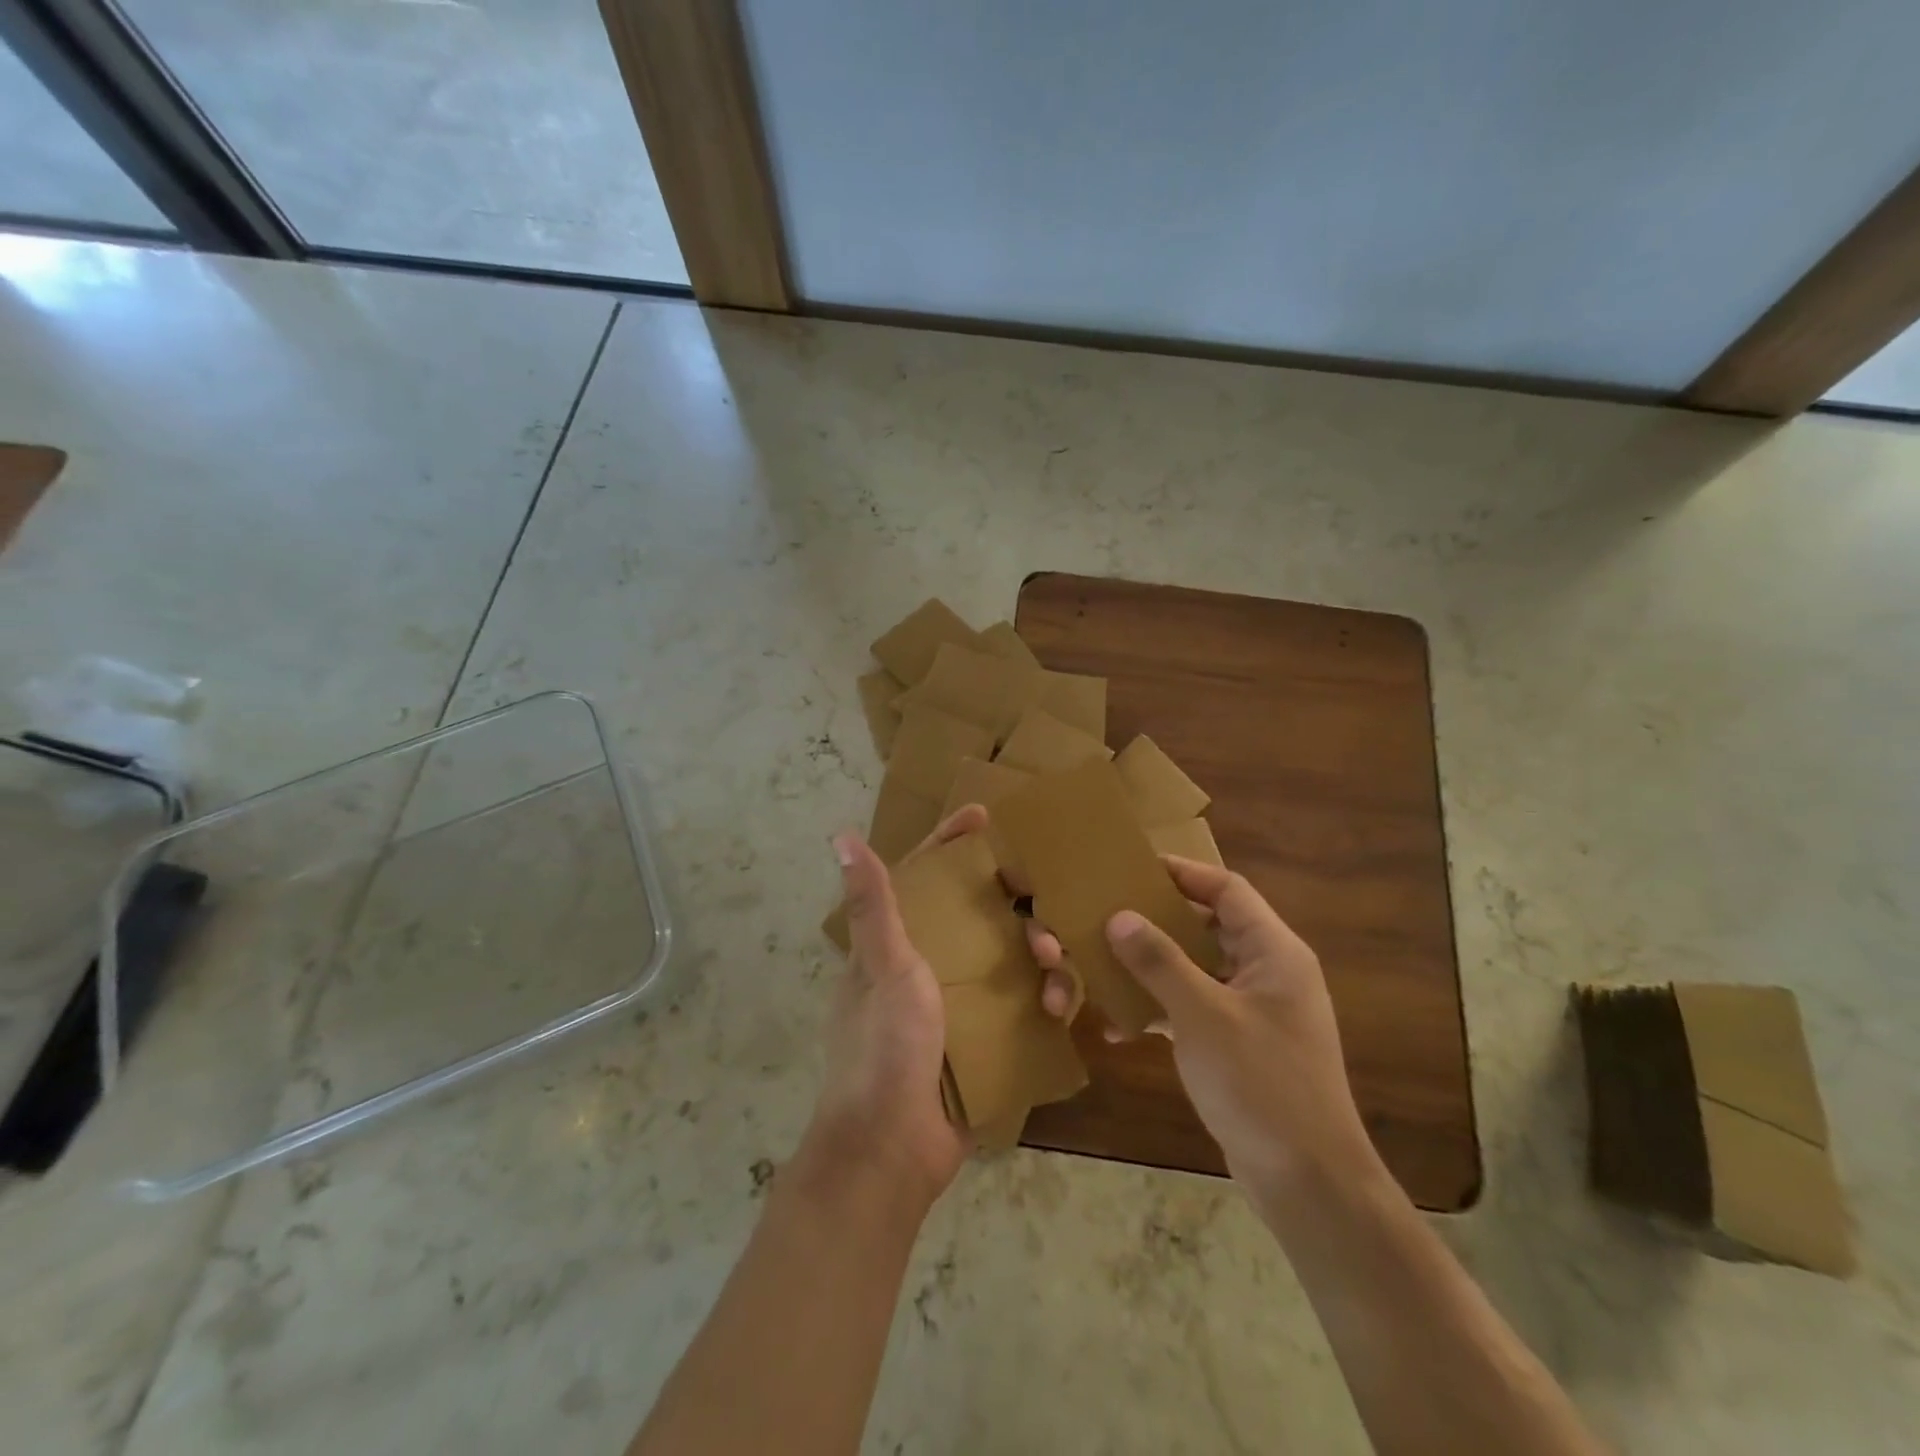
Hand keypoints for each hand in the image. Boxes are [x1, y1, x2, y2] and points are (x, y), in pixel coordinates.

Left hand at [804, 806, 1073, 1202]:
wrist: (891, 1151)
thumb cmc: (883, 1049)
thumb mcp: (883, 968)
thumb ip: (872, 905)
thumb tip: (841, 836)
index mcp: (896, 944)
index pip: (924, 876)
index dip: (951, 843)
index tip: (986, 816)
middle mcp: (926, 966)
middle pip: (978, 914)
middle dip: (1014, 902)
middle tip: (1044, 900)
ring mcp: (956, 1005)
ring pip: (1007, 958)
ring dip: (1037, 953)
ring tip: (1056, 963)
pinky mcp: (982, 1040)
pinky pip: (1022, 1004)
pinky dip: (1043, 1000)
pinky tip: (1060, 1008)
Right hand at [1038, 856, 1379, 1197]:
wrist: (1309, 1184)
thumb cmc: (1261, 1085)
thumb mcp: (1203, 1017)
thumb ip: (1159, 962)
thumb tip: (1119, 917)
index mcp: (1273, 952)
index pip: (1227, 890)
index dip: (1183, 872)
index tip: (1135, 867)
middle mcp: (1268, 972)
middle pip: (1208, 926)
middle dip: (1158, 921)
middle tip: (1109, 912)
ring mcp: (1255, 1011)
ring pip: (1196, 969)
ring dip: (1153, 968)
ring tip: (1104, 963)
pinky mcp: (1240, 1045)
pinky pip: (1194, 1009)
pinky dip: (1160, 1010)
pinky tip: (1120, 1027)